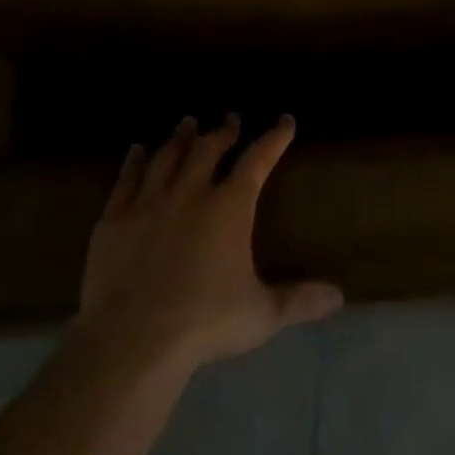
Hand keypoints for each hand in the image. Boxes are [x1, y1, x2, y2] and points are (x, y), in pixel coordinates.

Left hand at [78, 114, 343, 369]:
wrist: (133, 337)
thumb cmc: (205, 321)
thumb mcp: (262, 314)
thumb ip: (299, 300)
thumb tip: (339, 296)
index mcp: (230, 207)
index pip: (258, 160)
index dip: (274, 138)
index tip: (285, 120)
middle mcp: (190, 193)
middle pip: (208, 149)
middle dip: (223, 131)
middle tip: (230, 118)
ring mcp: (149, 202)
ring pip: (167, 157)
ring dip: (180, 138)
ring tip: (187, 122)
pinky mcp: (114, 219)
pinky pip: (126, 179)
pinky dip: (134, 162)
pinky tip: (137, 150)